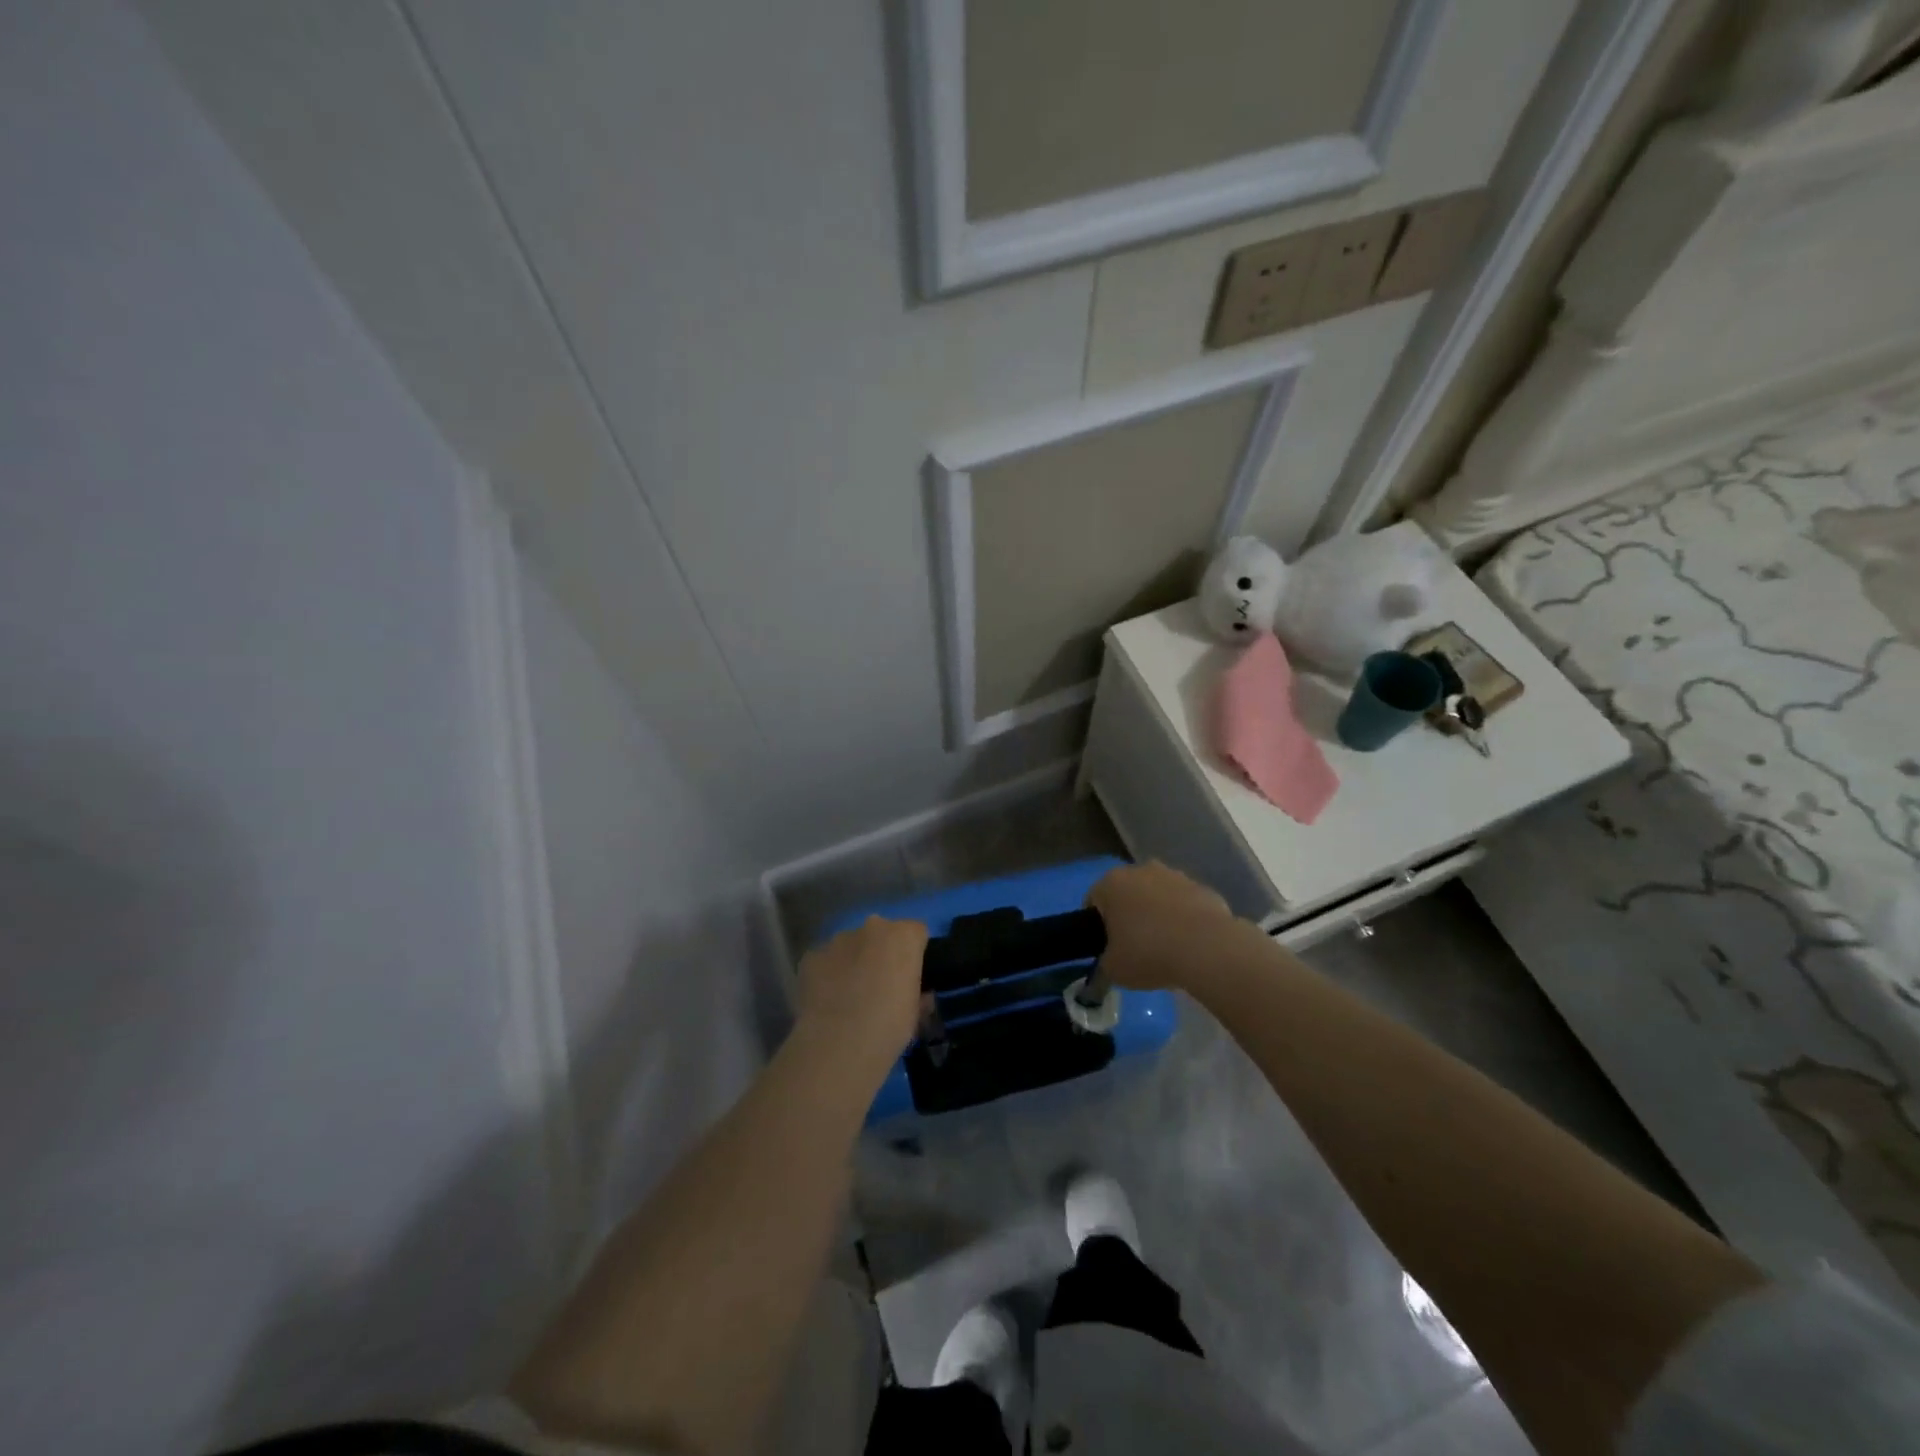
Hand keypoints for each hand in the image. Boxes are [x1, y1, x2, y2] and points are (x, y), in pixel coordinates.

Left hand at [794, 916, 927, 1078]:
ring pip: (850, 945)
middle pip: (881, 934)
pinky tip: (826, 1002)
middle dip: (881, 953)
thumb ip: (917, 993)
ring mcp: (838, 940)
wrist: (838, 1045)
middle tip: (880, 986)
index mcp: (903, 936)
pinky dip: (827, 975)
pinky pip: (825, 961)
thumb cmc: (889, 1027)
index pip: (916, 932)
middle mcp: (871, 928)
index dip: (914, 955)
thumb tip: (915, 995)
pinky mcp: (811, 956)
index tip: (910, 978)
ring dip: (853, 962)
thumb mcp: (916, 1014)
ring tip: (848, 997)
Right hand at [1088, 862, 1246, 992]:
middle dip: (1129, 916)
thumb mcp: (1113, 969)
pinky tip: (1190, 945)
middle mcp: (1141, 870)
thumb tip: (1111, 960)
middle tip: (1134, 948)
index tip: (1107, 948)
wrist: (1208, 950)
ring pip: (1158, 896)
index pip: (1093, 901)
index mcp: (1111, 883)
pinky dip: (1184, 920)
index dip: (1097, 927)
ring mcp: (1175, 876)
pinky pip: (1185, 905)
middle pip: (1127, 894)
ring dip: (1158, 915)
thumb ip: (1105, 962)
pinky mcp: (1203, 888)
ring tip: (1166, 948)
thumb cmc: (1149, 954)